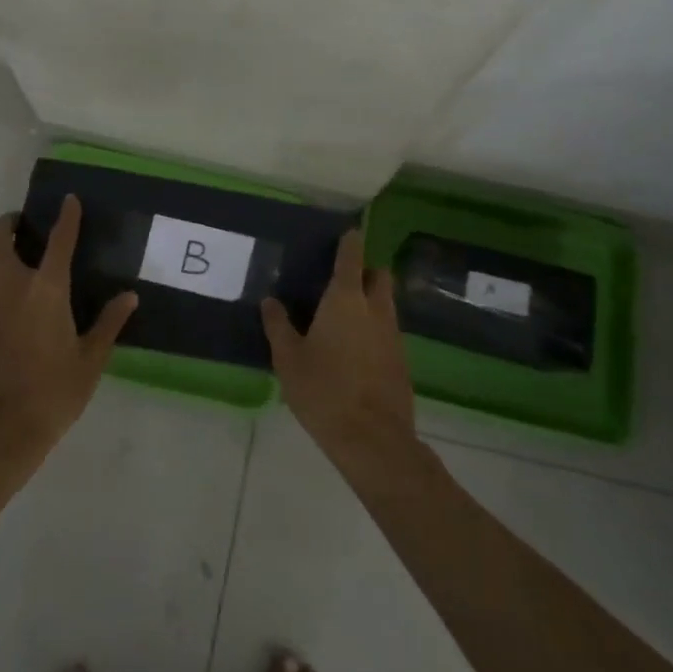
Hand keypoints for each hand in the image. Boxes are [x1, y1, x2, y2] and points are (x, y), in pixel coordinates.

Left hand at [0, 196, 136, 460]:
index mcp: (47, 289)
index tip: (68, 200)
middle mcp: (10, 286)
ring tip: (7, 262)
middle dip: (10, 223)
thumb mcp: (90, 360)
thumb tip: (129, 296)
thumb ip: (109, 323)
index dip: (66, 216)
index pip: (60, 239)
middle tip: (23, 228)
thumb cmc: (52, 394)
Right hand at [262, 228, 414, 463]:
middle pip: (379, 275)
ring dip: (371, 300)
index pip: (351, 256)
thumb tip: (270, 301)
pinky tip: (356, 348)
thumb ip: (278, 326)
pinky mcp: (402, 359)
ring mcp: (393, 334)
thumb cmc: (324, 390)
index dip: (350, 241)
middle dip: (365, 270)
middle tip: (341, 280)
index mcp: (345, 299)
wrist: (373, 440)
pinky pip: (389, 330)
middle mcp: (375, 308)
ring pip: (386, 303)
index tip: (347, 231)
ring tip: (344, 316)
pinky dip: (375, 329)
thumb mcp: (289, 359)